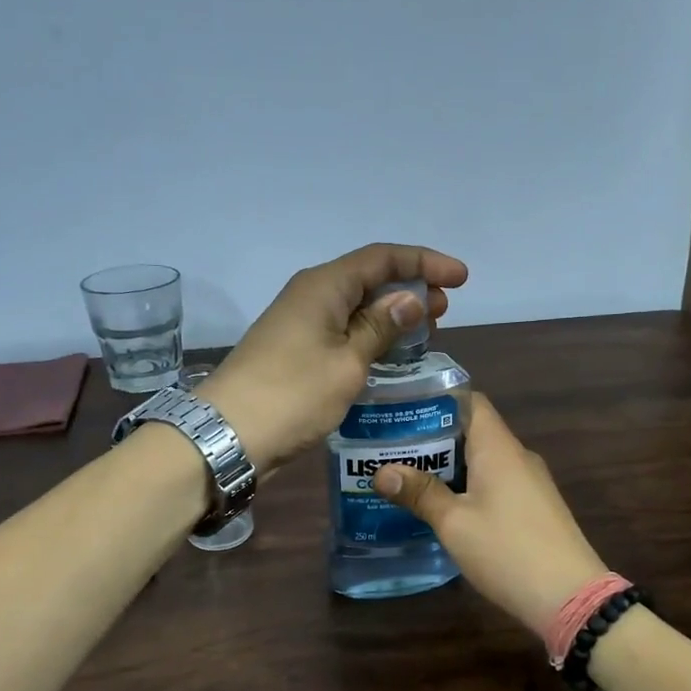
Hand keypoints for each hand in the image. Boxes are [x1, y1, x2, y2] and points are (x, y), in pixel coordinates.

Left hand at [201, 244, 467, 473]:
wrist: (229, 433)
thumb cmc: (294, 394)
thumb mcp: (348, 362)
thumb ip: (381, 327)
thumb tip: (409, 300)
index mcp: (324, 285)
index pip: (383, 258)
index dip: (424, 262)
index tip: (461, 278)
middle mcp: (311, 294)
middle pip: (368, 277)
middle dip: (410, 287)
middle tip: (444, 309)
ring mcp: (300, 322)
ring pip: (355, 305)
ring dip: (391, 312)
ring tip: (426, 329)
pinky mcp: (295, 349)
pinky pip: (342, 328)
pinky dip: (370, 334)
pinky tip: (389, 351)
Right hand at [371, 393, 608, 635]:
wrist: (571, 598)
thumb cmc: (508, 551)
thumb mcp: (454, 523)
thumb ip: (420, 494)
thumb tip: (381, 472)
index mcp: (498, 448)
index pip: (470, 401)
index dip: (436, 401)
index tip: (402, 410)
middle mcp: (517, 456)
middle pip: (472, 431)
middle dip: (432, 438)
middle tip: (390, 448)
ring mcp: (530, 483)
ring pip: (483, 460)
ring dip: (448, 465)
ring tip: (407, 476)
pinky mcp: (534, 507)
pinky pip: (495, 483)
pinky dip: (467, 485)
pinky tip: (443, 506)